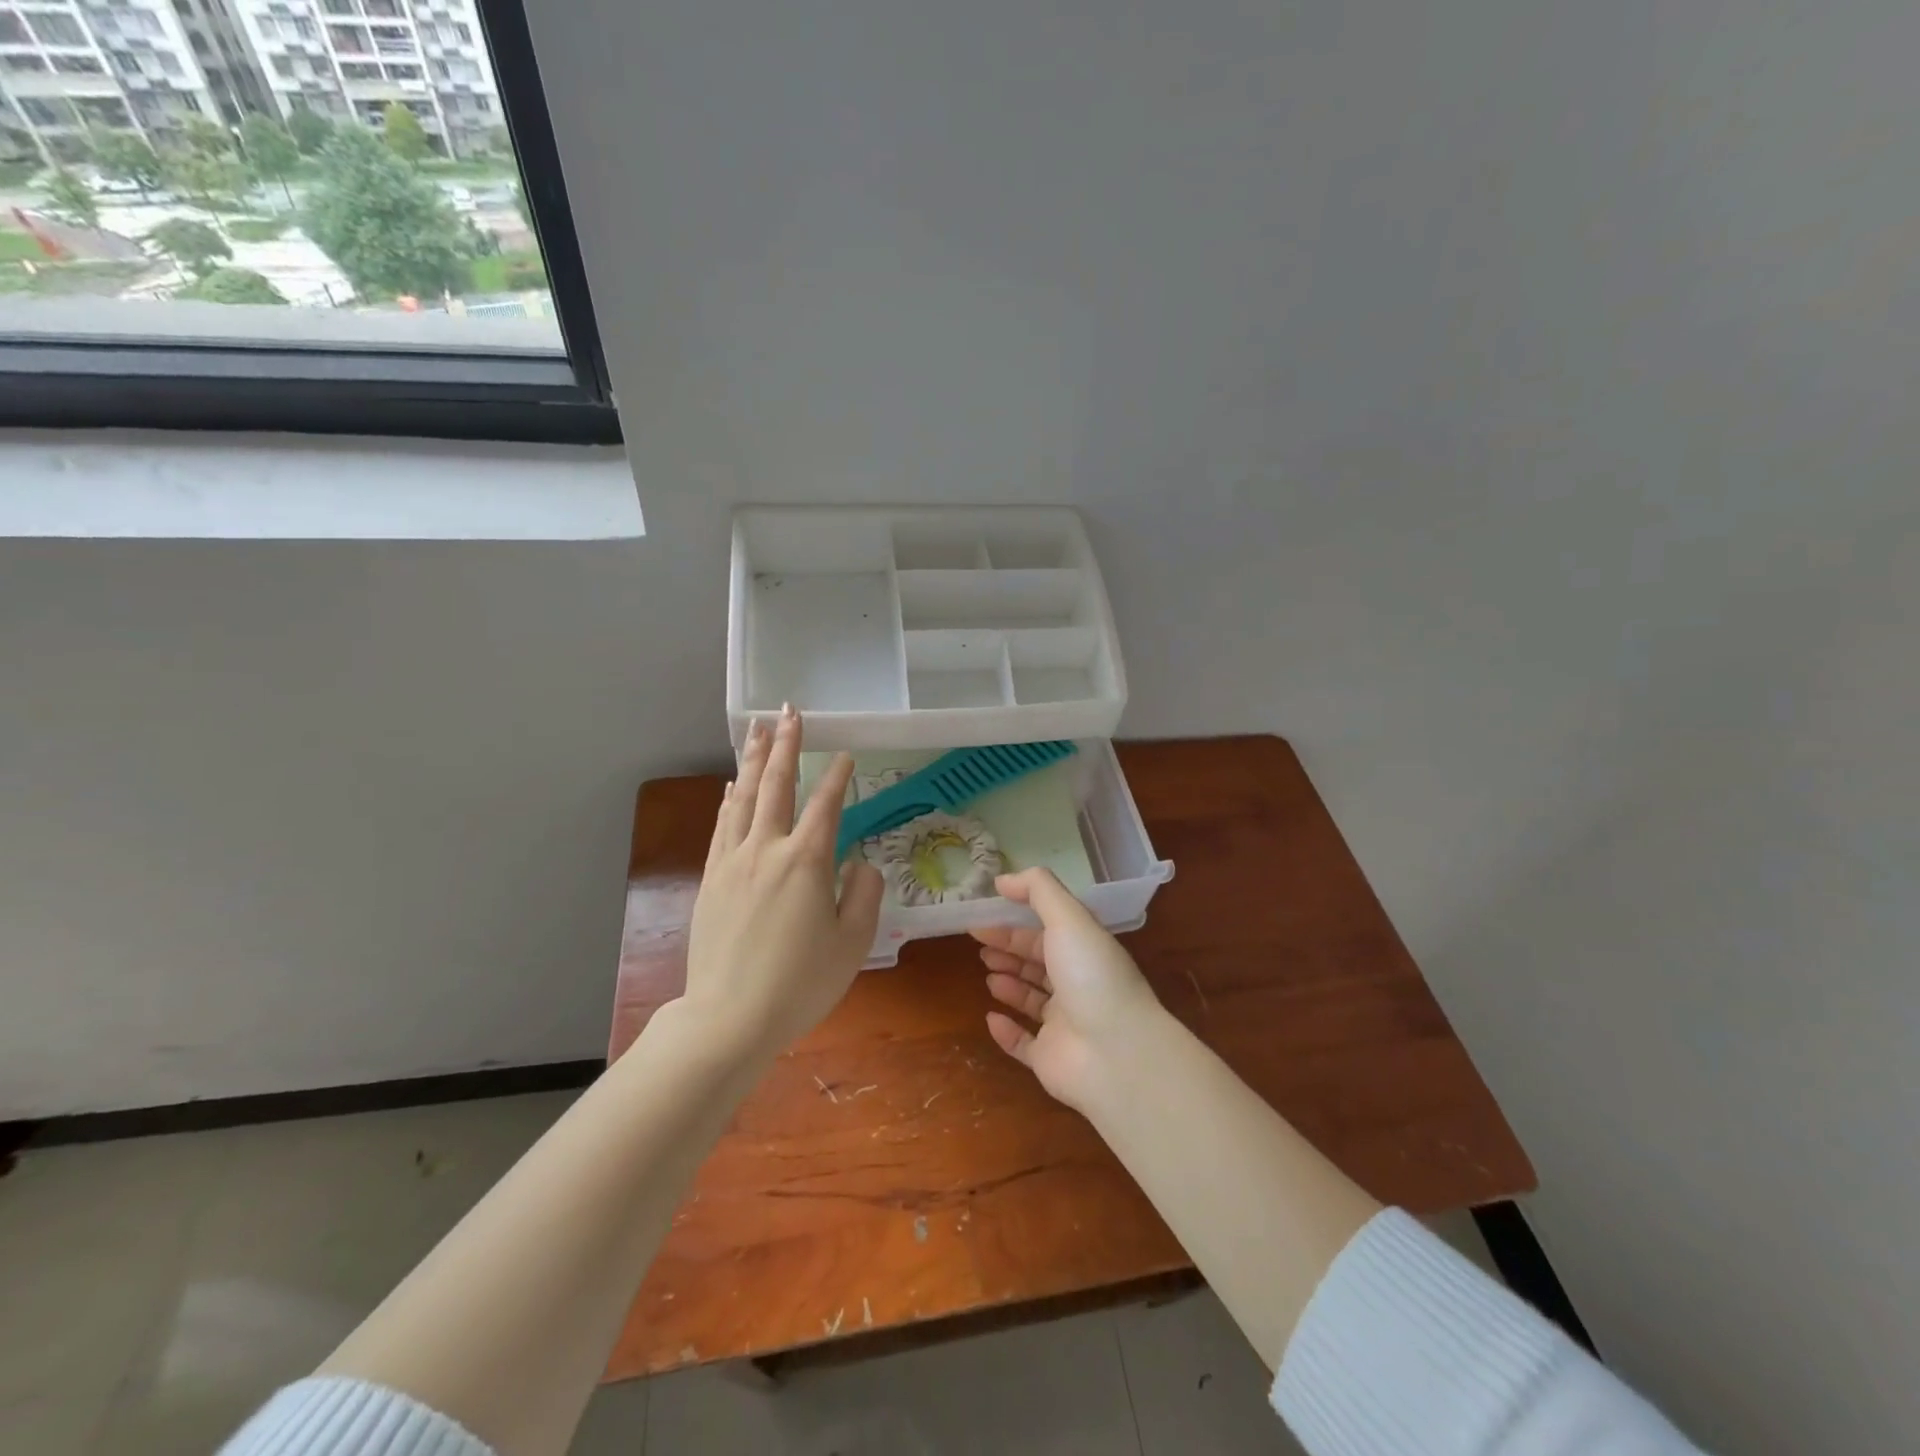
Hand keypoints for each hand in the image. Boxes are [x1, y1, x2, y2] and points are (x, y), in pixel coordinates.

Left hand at [682, 706, 884, 1060]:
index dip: (838, 776)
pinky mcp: (710, 880)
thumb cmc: (800, 984)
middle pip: (775, 785)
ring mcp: (732, 862)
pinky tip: (730, 786)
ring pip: (742, 798)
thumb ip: (864, 894)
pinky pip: (720, 826)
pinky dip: (728, 800)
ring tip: (758, 729)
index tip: (846, 755)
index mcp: (806, 861)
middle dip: (785, 745)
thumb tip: (859, 864)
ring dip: (752, 760)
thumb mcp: (852, 943)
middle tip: (789, 711)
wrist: (729, 1019)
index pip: (826, 804)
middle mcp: (766, 849)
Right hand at [970, 868, 1167, 1112]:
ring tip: (988, 975)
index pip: (1047, 930)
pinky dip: (1007, 1031)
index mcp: (1085, 950)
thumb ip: (1037, 890)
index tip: (983, 915)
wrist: (1116, 1054)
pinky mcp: (1050, 1059)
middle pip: (1038, 962)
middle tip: (979, 945)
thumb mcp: (1068, 918)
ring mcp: (1065, 1024)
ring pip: (1032, 1000)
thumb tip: (1002, 879)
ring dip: (1009, 984)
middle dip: (1009, 950)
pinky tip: (991, 1018)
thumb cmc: (1091, 976)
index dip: (1015, 922)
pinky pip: (1024, 1043)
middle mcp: (1077, 984)